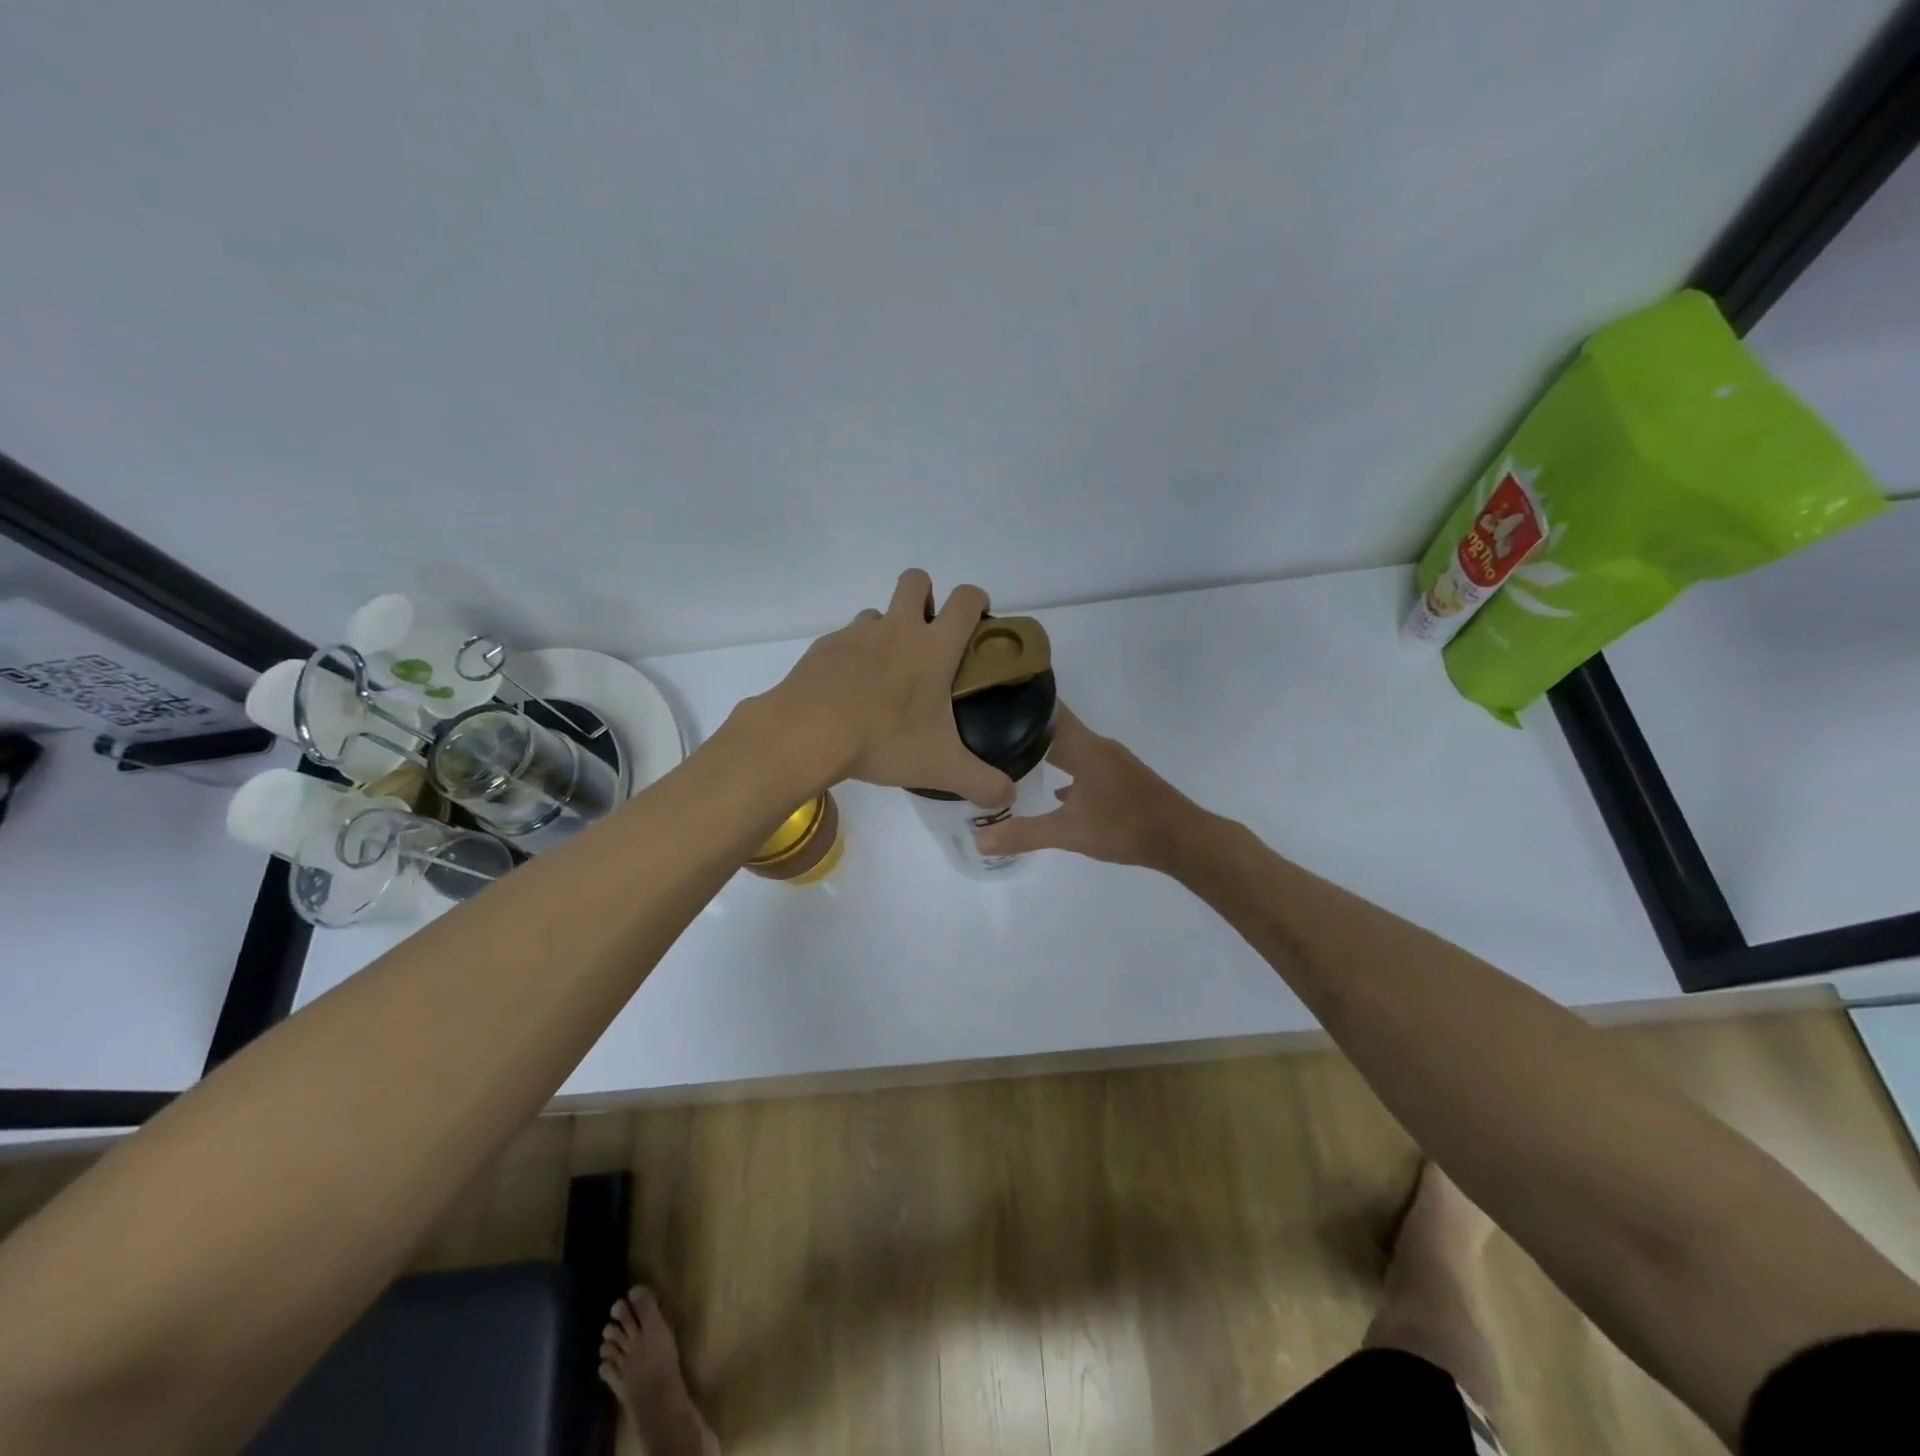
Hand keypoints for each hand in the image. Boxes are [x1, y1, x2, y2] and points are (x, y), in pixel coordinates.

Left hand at [754, 568, 1015, 806]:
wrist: (807, 733)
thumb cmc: (884, 740)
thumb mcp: (940, 767)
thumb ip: (982, 783)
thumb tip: (1009, 799)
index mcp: (933, 647)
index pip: (966, 600)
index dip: (977, 601)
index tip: (978, 620)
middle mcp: (897, 629)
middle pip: (917, 580)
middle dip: (926, 596)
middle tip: (928, 637)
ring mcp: (857, 634)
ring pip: (878, 613)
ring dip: (887, 630)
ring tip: (886, 673)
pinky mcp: (824, 647)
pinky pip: (846, 639)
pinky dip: (853, 656)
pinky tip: (849, 691)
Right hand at [972, 706, 1200, 869]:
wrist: (1182, 839)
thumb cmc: (1124, 826)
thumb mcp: (1068, 833)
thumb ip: (1024, 834)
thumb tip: (978, 840)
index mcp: (1084, 747)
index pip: (1048, 711)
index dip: (1021, 703)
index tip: (991, 700)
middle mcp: (1098, 746)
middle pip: (1057, 729)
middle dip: (1026, 730)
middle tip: (990, 734)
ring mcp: (1113, 762)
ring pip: (1072, 748)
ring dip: (1048, 751)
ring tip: (1015, 760)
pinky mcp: (1123, 779)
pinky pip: (1087, 766)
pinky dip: (1069, 771)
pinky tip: (1059, 792)